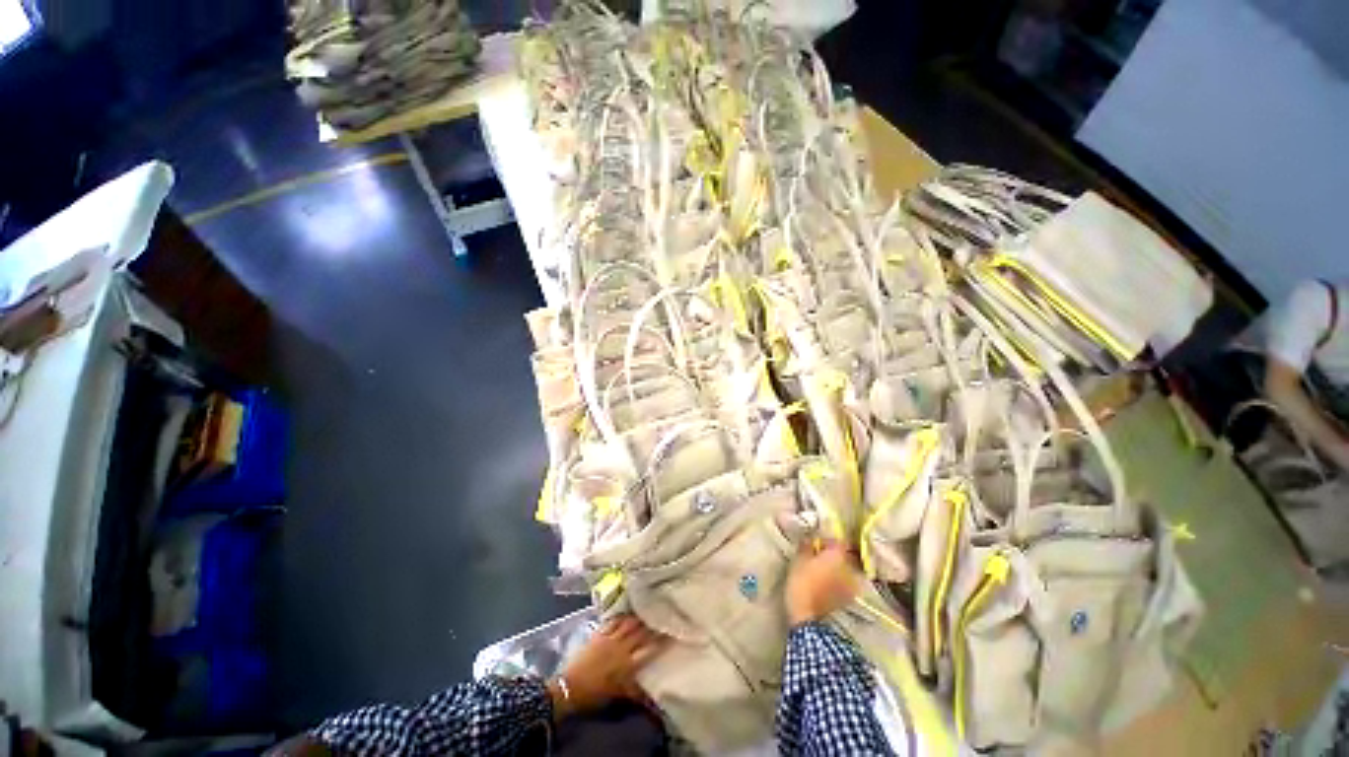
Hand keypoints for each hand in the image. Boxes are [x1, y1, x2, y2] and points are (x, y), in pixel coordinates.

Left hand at [549, 615, 665, 718]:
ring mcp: (609, 638)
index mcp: (627, 663)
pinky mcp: (599, 633)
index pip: (648, 650)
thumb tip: (650, 693)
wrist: (569, 686)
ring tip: (645, 612)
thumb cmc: (594, 693)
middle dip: (651, 626)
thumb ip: (634, 690)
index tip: (670, 634)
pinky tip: (625, 614)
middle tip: (660, 618)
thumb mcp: (616, 694)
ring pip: (627, 623)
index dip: (660, 642)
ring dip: (637, 618)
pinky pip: (613, 621)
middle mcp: (621, 647)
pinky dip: (621, 617)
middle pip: (640, 632)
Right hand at [785, 541, 862, 625]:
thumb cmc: (802, 579)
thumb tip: (810, 539)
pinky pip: (845, 583)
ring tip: (824, 570)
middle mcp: (849, 567)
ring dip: (838, 568)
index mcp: (838, 554)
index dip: (827, 540)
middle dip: (835, 555)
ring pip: (847, 570)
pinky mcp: (848, 598)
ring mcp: (851, 584)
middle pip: (845, 555)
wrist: (805, 612)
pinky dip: (839, 581)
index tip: (816, 543)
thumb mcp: (799, 557)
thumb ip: (807, 545)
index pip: (838, 541)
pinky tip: (827, 583)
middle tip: (820, 556)